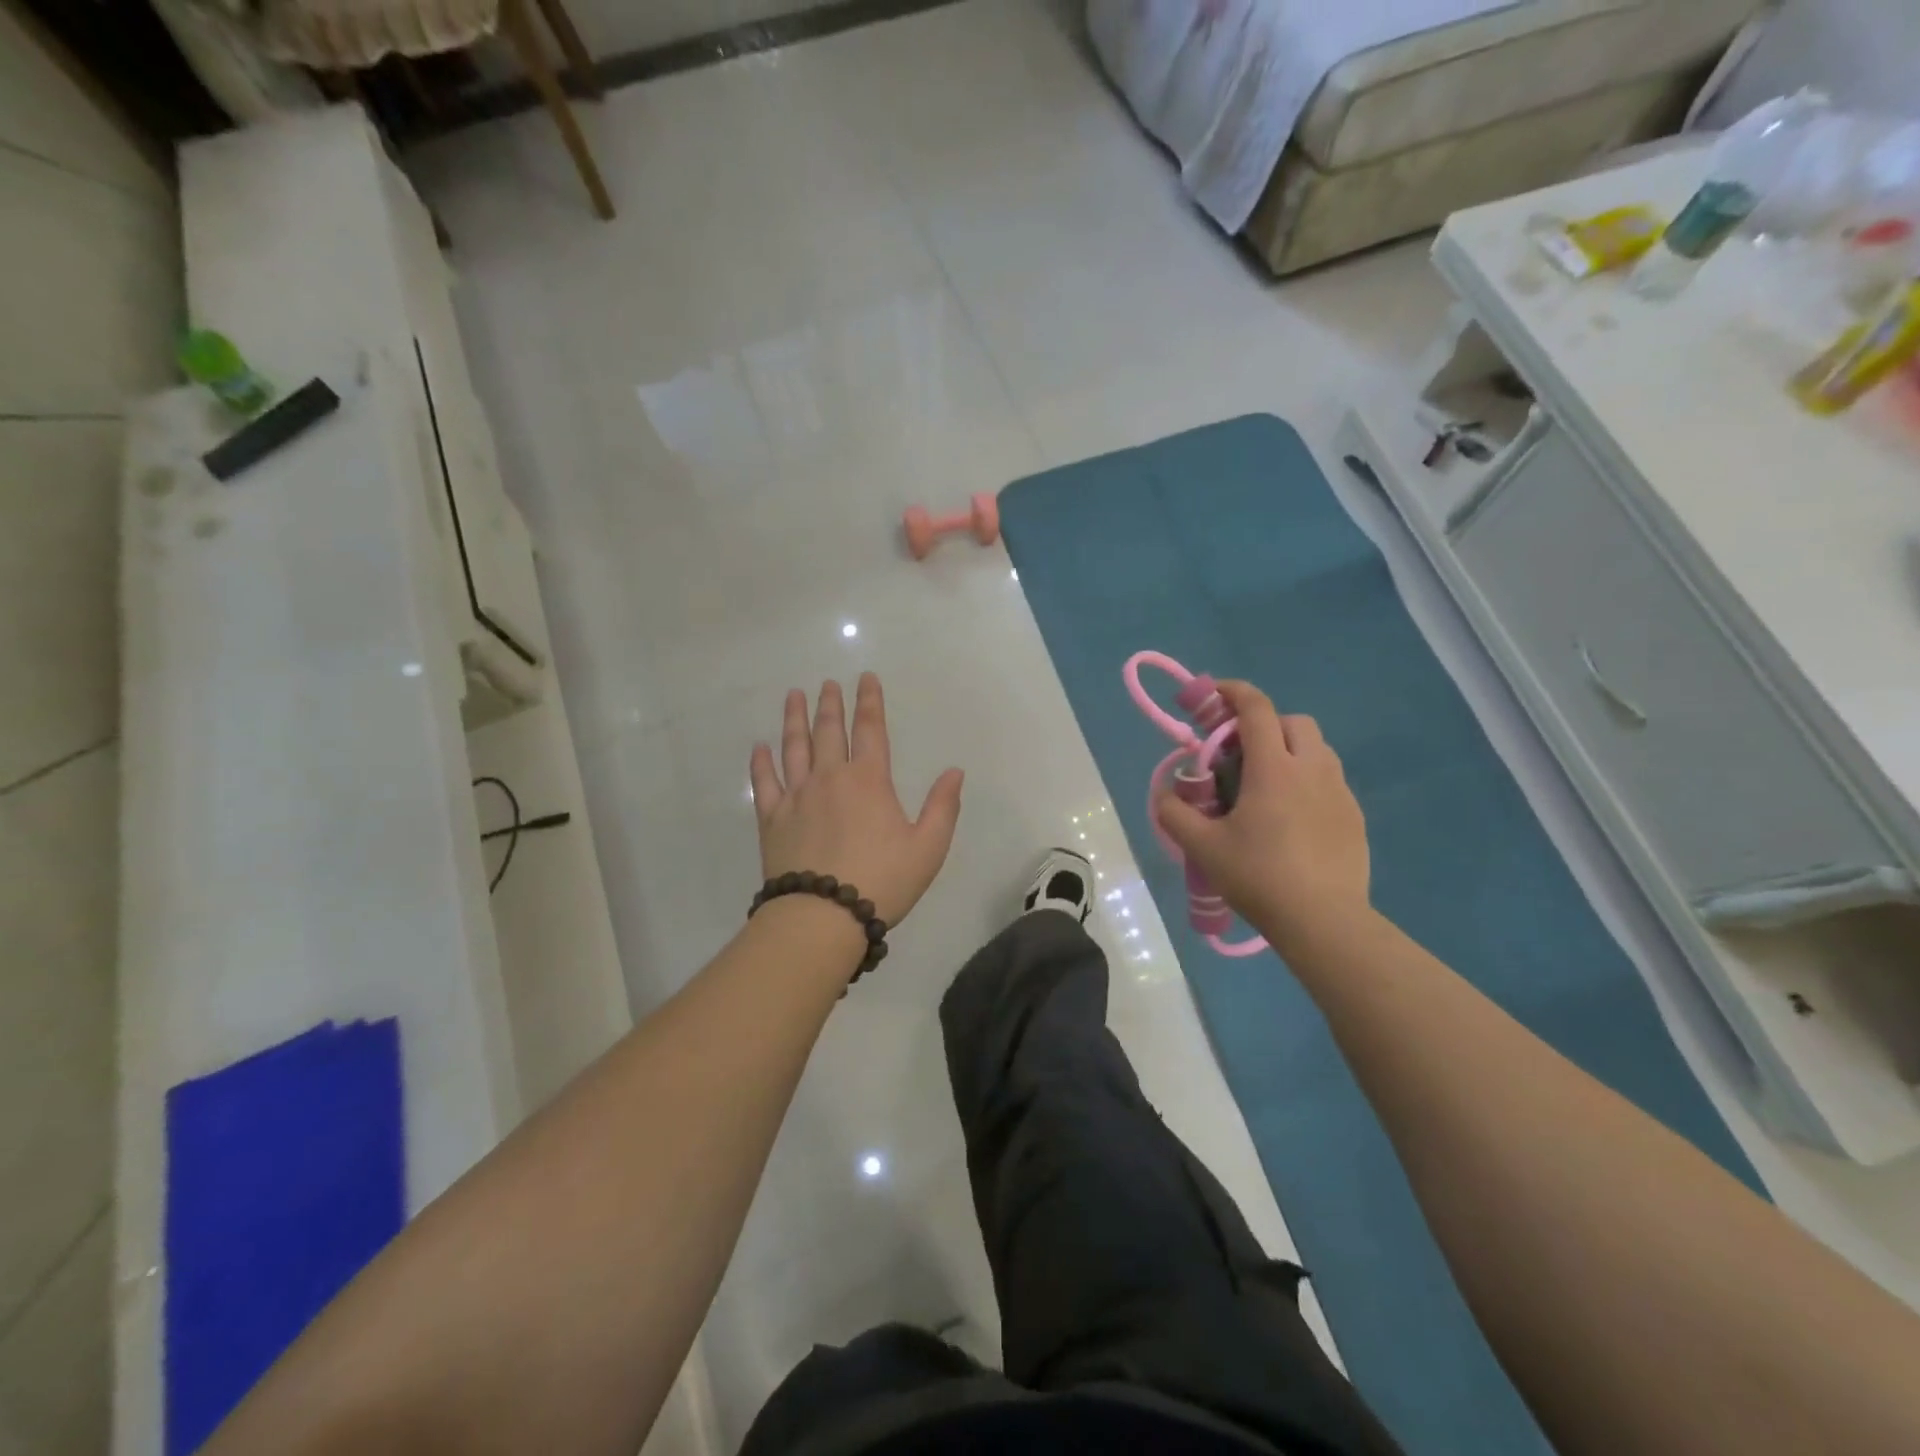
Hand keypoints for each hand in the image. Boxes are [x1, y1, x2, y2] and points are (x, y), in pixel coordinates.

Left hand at [749, 674, 963, 926]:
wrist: (823, 915)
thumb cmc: (883, 881)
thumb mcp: (928, 847)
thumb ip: (943, 806)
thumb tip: (955, 771)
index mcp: (869, 780)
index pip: (870, 729)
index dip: (870, 701)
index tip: (865, 678)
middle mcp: (830, 777)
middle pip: (829, 731)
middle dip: (830, 704)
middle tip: (827, 683)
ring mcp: (796, 796)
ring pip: (794, 748)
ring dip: (794, 720)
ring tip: (794, 696)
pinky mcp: (772, 819)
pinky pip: (765, 783)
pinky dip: (761, 763)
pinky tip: (759, 747)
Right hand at [1158, 681, 1369, 953]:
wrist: (1324, 921)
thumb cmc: (1258, 876)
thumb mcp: (1202, 847)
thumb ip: (1174, 813)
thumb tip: (1165, 793)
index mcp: (1274, 768)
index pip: (1256, 709)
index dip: (1233, 692)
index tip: (1213, 695)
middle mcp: (1312, 769)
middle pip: (1293, 722)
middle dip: (1265, 724)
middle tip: (1239, 754)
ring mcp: (1339, 793)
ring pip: (1317, 749)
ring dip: (1289, 750)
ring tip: (1265, 786)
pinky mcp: (1354, 817)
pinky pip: (1329, 781)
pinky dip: (1307, 781)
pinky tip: (1291, 818)